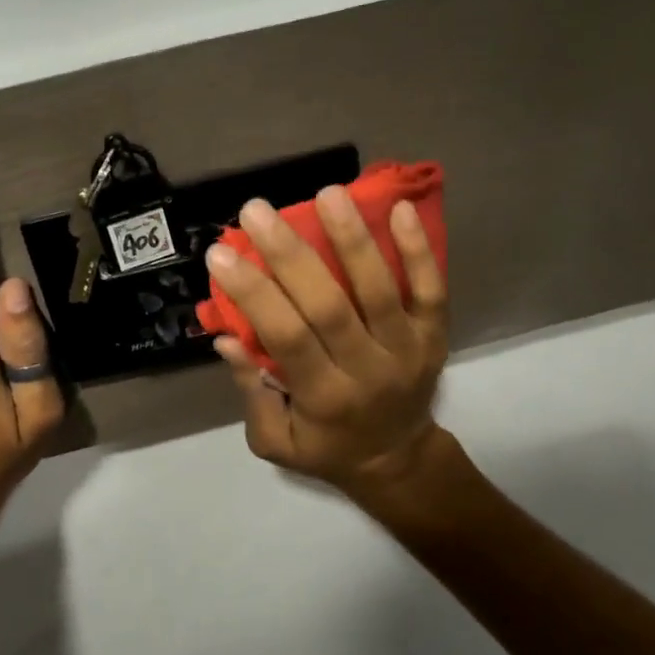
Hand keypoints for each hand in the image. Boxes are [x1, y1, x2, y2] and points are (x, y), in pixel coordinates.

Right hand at [207, 187, 448, 515]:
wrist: (399, 460)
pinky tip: (402, 209)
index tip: (220, 253)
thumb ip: (251, 393)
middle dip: (289, 255)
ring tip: (327, 193)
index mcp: (324, 398)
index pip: (286, 338)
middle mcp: (368, 371)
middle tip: (256, 210)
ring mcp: (408, 349)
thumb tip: (225, 339)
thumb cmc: (327, 448)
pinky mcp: (434, 335)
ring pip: (380, 290)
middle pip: (329, 306)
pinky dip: (419, 250)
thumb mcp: (276, 441)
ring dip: (353, 239)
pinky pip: (432, 290)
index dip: (253, 294)